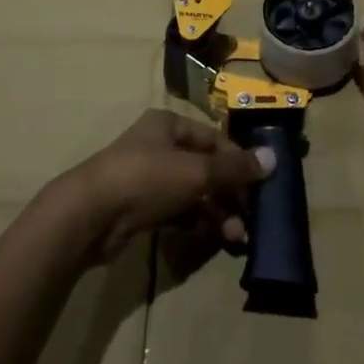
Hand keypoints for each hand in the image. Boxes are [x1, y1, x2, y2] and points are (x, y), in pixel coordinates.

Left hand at [58, 109, 273, 261]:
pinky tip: (213, 238)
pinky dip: (196, 222)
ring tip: (235, 237)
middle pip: (204, 167)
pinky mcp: (139, 208)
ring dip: (216, 212)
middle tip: (250, 219)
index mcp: (169, 125)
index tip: (260, 186)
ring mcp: (148, 178)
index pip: (214, 139)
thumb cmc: (146, 178)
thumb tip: (273, 159)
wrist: (90, 215)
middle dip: (229, 193)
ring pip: (192, 192)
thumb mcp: (196, 171)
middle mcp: (159, 146)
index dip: (238, 161)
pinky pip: (177, 212)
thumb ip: (234, 169)